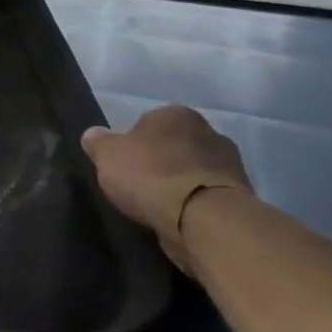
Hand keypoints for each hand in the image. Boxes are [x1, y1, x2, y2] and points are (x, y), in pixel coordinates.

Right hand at [82, 105, 251, 271]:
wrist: (201, 217)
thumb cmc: (150, 175)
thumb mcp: (107, 156)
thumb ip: (98, 143)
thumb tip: (93, 134)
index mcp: (176, 114)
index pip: (148, 122)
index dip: (132, 143)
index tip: (122, 164)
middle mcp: (207, 131)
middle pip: (173, 145)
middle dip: (159, 161)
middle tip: (137, 183)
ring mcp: (228, 163)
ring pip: (191, 170)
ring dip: (177, 183)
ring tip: (156, 205)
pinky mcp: (237, 195)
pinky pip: (203, 194)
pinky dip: (191, 202)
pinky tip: (175, 217)